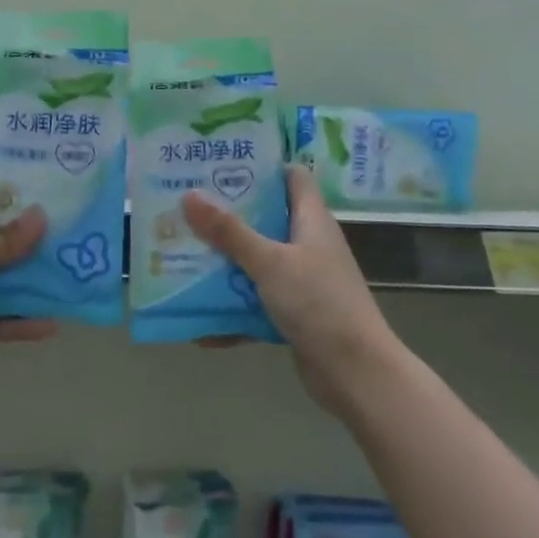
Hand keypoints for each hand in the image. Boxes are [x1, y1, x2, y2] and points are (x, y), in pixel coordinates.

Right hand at [181, 165, 399, 415]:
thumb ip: (229, 231)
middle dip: (228, 215)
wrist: (356, 374)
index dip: (261, 166)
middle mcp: (309, 245)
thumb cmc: (319, 304)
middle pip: (266, 218)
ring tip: (181, 254)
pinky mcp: (295, 312)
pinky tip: (200, 321)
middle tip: (186, 207)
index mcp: (312, 221)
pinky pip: (257, 301)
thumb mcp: (269, 262)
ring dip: (225, 262)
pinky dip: (233, 308)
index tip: (220, 164)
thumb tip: (189, 194)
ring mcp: (303, 280)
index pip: (292, 177)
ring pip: (258, 261)